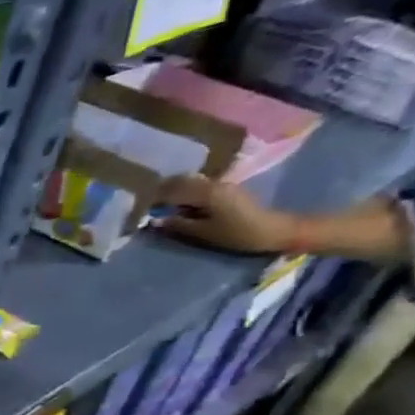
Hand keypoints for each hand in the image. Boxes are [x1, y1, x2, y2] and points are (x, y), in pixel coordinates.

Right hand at [156, 174, 297, 254]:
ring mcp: (222, 184)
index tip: (140, 205)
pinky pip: (200, 186)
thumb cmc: (237, 234)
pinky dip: (186, 192)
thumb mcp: (204, 232)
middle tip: (147, 202)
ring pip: (190, 182)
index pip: (172, 190)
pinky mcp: (227, 189)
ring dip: (175, 190)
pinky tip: (181, 202)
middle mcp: (213, 183)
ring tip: (161, 202)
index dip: (154, 197)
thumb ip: (178, 224)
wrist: (274, 230)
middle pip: (181, 181)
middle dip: (163, 190)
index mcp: (206, 192)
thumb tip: (155, 219)